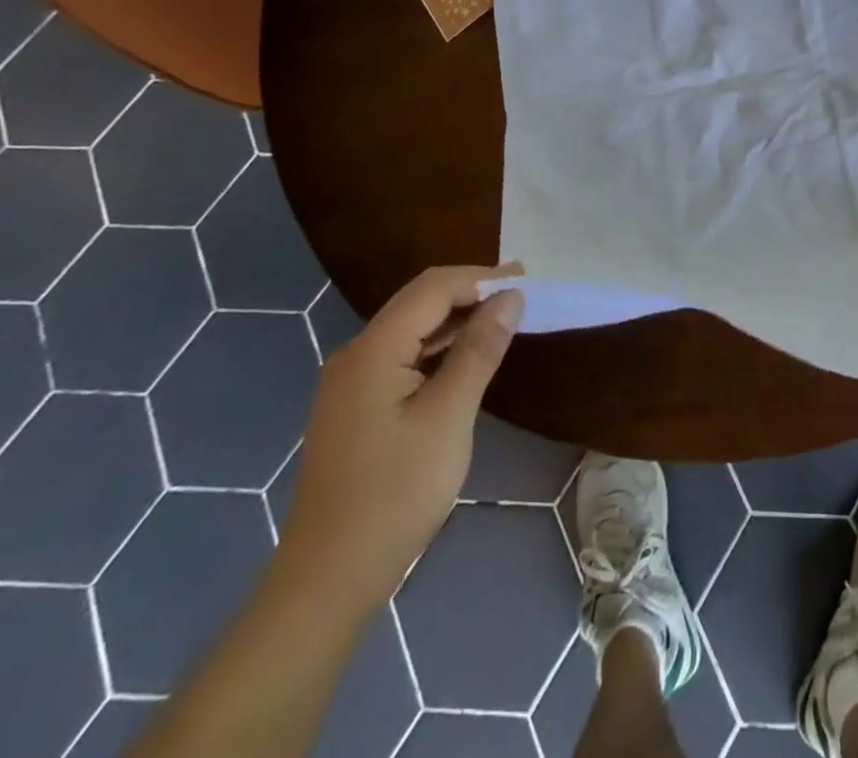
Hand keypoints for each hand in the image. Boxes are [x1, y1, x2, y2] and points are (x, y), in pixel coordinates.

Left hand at [276, 266, 522, 612]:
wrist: (328, 580)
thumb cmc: (395, 494)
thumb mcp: (448, 417)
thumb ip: (479, 350)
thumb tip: (510, 298)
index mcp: (372, 352)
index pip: (432, 289)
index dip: (482, 277)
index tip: (528, 279)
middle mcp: (355, 357)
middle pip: (419, 302)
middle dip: (472, 291)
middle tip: (523, 293)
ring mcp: (352, 384)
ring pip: (413, 329)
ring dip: (459, 318)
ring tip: (506, 316)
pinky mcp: (358, 408)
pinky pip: (405, 357)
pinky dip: (441, 347)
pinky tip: (469, 355)